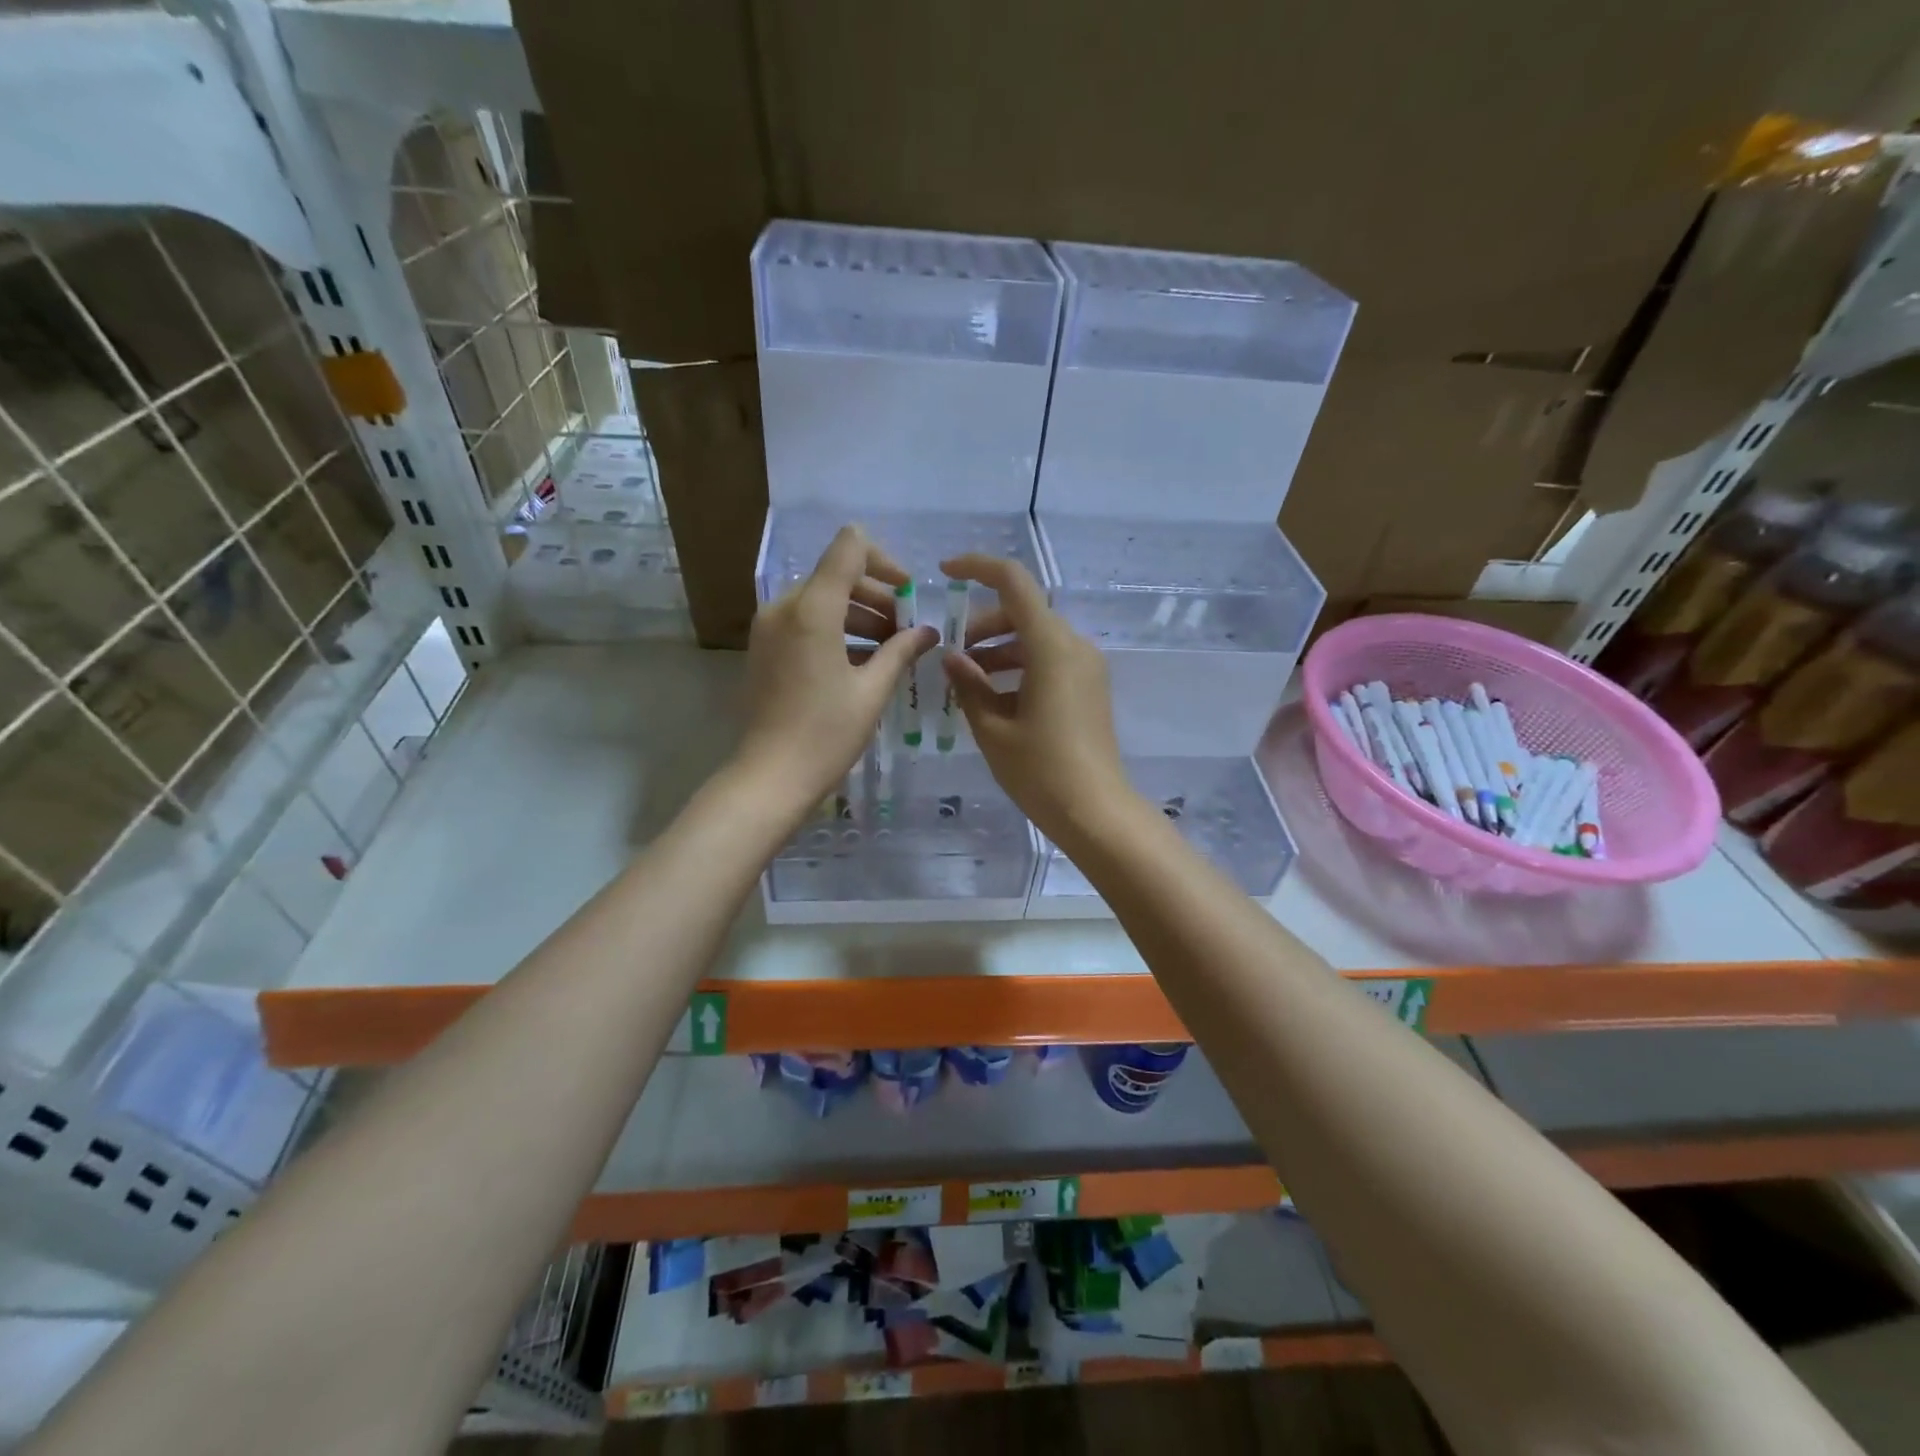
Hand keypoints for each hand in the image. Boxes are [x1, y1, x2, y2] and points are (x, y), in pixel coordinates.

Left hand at [736, 525, 936, 816]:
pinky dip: (834, 630)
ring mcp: (768, 627)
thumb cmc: (827, 734)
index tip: (908, 594)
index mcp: (812, 609)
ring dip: (858, 615)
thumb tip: (927, 632)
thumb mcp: (872, 690)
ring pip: (821, 600)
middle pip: (836, 576)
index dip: (884, 562)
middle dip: (876, 597)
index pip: (849, 548)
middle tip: (905, 632)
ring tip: (888, 651)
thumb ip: (901, 650)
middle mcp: (784, 607)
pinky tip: (860, 663)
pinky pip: (804, 622)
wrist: (771, 777)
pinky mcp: (763, 648)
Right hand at [939, 554, 1133, 844]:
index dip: (977, 568)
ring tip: (967, 681)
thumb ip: (969, 685)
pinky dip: (1020, 666)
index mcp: (1051, 646)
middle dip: (983, 625)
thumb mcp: (993, 728)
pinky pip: (1050, 659)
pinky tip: (995, 697)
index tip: (944, 574)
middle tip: (952, 656)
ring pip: (1036, 637)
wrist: (1095, 811)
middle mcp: (1074, 646)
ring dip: (999, 648)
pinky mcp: (1090, 687)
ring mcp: (1087, 666)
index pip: (1013, 582)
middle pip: (1023, 611)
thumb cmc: (1040, 770)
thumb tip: (952, 658)